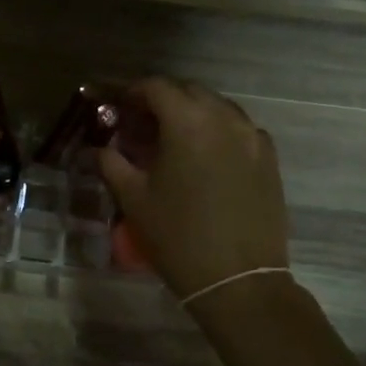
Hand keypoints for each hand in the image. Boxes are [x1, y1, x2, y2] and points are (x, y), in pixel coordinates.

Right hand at [98, 78, 287, 300]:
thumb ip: (111, 164)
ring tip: (173, 139)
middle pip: (189, 91)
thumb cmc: (178, 237)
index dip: (133, 91)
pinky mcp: (269, 159)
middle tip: (141, 123)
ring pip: (218, 107)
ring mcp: (252, 137)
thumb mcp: (134, 199)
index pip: (157, 87)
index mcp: (188, 122)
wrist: (238, 279)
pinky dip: (218, 131)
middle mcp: (224, 119)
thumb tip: (96, 149)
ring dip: (192, 113)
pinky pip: (239, 130)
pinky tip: (205, 157)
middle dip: (163, 99)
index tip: (118, 106)